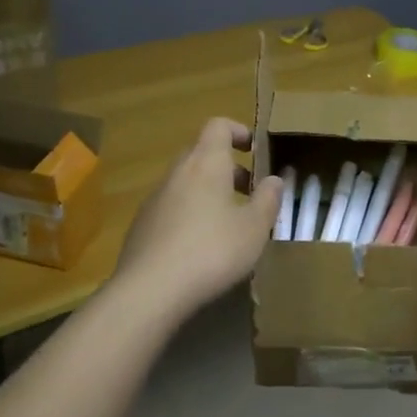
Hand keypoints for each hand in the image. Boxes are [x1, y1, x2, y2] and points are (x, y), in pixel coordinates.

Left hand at [115, 118, 283, 317]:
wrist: (150, 289)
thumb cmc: (212, 251)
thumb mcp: (254, 228)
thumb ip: (268, 199)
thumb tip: (274, 179)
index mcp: (205, 163)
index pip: (218, 126)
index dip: (238, 131)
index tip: (255, 150)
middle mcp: (177, 173)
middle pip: (201, 154)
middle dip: (227, 168)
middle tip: (248, 192)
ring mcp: (155, 199)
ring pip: (186, 183)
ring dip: (209, 193)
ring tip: (229, 224)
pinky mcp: (142, 226)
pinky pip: (172, 208)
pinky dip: (190, 215)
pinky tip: (201, 248)